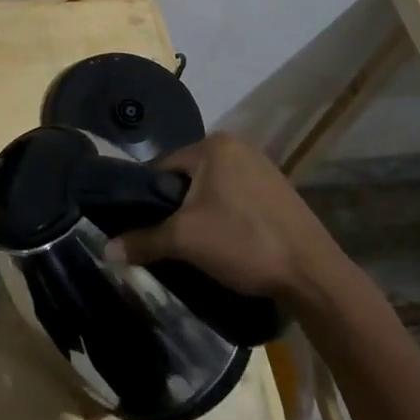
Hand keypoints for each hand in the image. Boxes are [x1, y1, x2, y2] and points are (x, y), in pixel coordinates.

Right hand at [104, 132, 350, 297]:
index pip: (163, 167)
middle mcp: (238, 146)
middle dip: (178, 207)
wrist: (313, 274)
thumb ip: (143, 240)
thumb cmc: (243, 243)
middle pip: (188, 177)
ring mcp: (262, 166)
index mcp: (214, 144)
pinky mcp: (278, 190)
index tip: (146, 227)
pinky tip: (229, 243)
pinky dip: (226, 216)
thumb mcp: (185, 240)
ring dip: (202, 213)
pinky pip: (236, 197)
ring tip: (200, 245)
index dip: (150, 199)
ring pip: (213, 189)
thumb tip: (105, 250)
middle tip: (173, 240)